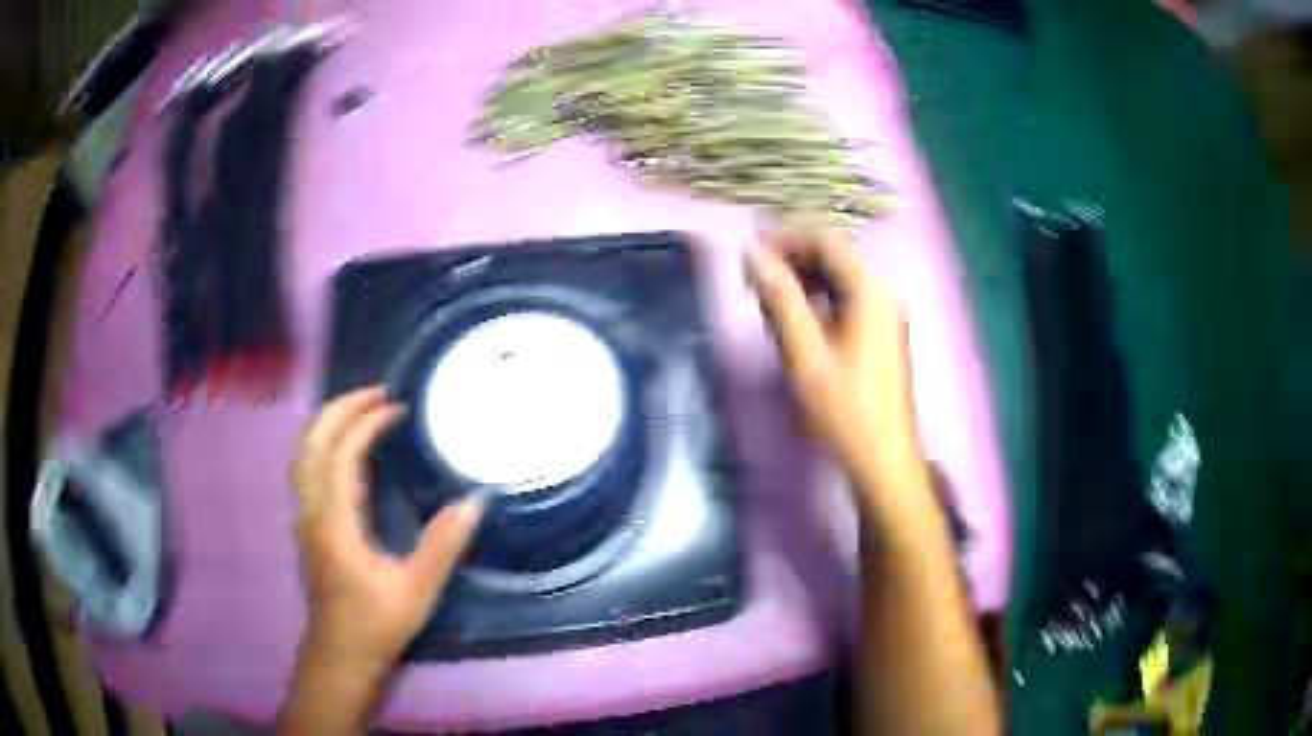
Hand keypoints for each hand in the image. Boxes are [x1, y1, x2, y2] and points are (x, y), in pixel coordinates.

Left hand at [293, 386, 483, 671]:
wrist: (342, 654)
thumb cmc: (377, 623)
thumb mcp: (418, 588)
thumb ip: (444, 544)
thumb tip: (475, 500)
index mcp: (334, 520)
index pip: (342, 453)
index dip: (366, 422)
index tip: (397, 407)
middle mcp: (312, 510)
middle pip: (312, 442)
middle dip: (341, 408)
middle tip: (377, 392)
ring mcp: (305, 517)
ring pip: (304, 454)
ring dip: (329, 423)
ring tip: (361, 410)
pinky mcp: (308, 526)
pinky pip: (308, 469)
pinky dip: (324, 444)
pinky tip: (345, 450)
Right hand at [745, 228, 922, 485]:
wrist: (882, 460)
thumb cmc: (843, 410)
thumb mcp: (804, 353)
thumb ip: (779, 299)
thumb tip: (752, 254)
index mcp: (870, 292)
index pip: (826, 241)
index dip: (786, 237)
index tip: (750, 251)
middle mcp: (883, 294)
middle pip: (834, 258)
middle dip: (792, 260)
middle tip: (752, 281)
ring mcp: (886, 315)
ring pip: (839, 281)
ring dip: (802, 282)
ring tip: (766, 302)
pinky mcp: (882, 335)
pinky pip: (847, 302)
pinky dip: (818, 302)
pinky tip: (795, 322)